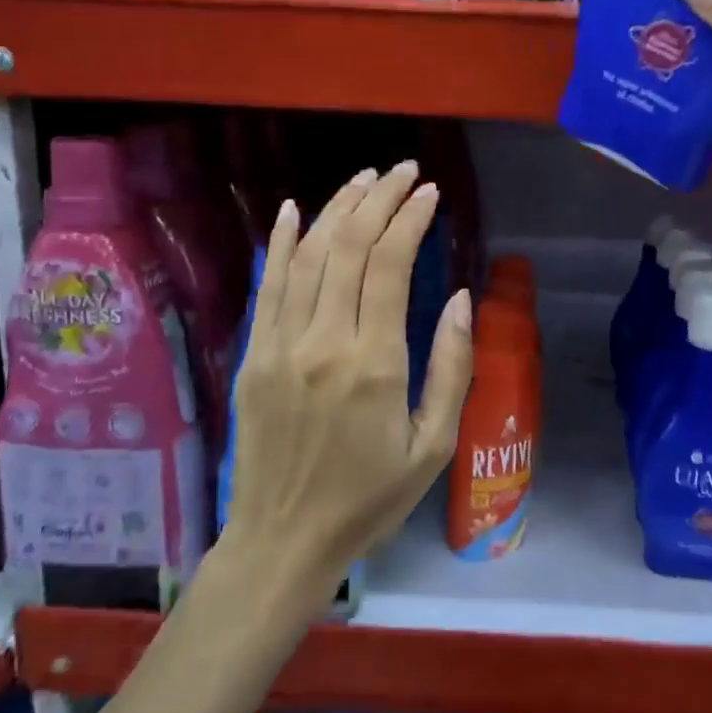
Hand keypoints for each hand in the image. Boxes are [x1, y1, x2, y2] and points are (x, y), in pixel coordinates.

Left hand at [221, 162, 472, 608]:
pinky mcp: (253, 356)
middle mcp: (323, 342)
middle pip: (348, 247)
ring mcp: (280, 346)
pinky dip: (279, 242)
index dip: (410, 220)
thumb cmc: (369, 499)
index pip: (389, 266)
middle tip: (404, 171)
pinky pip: (267, 286)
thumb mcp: (433, 446)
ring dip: (337, 209)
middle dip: (379, 199)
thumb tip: (458, 299)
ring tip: (365, 179)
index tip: (430, 193)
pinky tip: (293, 209)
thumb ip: (451, 369)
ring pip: (307, 256)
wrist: (284, 541)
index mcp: (373, 365)